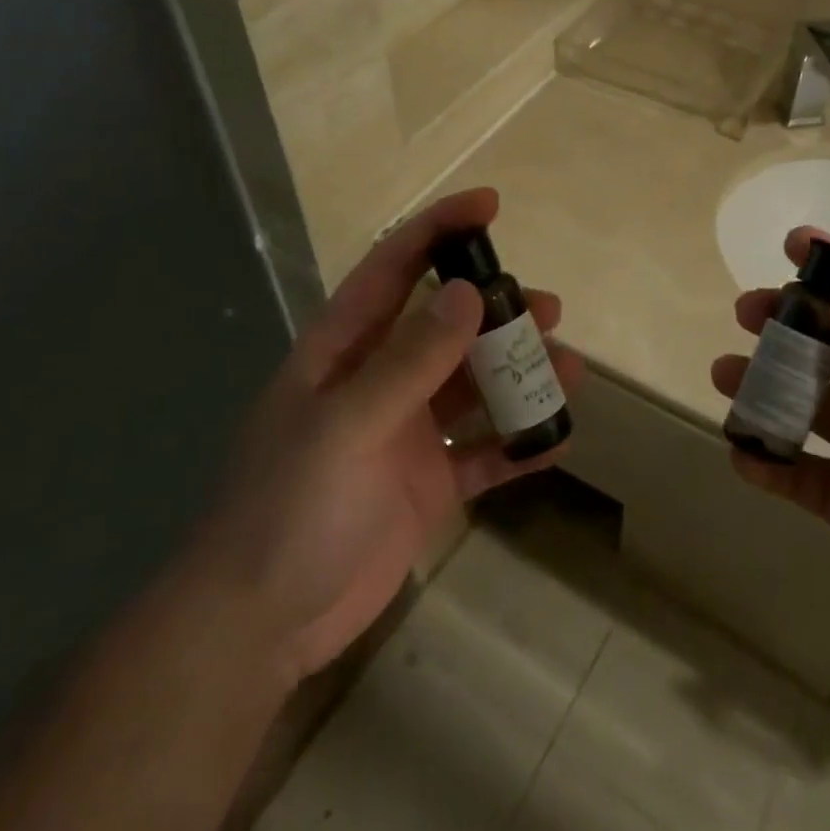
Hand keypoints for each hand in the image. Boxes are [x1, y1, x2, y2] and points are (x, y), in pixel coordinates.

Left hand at [197, 188, 583, 685]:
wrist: (259, 626)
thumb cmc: (290, 509)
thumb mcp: (348, 426)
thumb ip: (410, 361)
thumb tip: (470, 294)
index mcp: (344, 351)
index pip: (393, 269)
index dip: (438, 230)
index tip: (488, 204)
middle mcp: (378, 382)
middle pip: (446, 328)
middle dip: (497, 312)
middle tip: (549, 309)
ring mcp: (405, 434)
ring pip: (473, 388)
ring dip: (518, 377)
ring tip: (570, 372)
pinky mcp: (427, 483)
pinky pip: (483, 454)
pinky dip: (518, 446)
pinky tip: (558, 441)